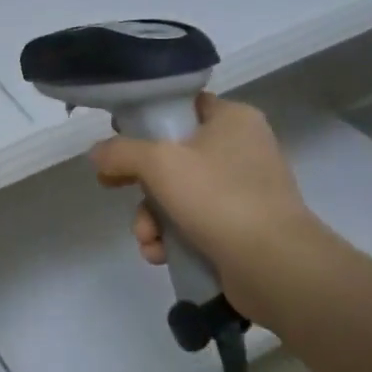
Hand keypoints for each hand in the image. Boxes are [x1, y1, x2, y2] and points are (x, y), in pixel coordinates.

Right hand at [88, 95, 325, 319]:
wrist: (274, 265)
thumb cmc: (218, 197)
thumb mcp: (159, 163)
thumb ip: (121, 151)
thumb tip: (97, 153)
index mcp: (233, 119)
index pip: (183, 106)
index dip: (146, 120)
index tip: (118, 138)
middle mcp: (242, 150)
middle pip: (173, 155)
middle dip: (140, 183)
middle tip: (112, 186)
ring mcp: (244, 191)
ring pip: (178, 194)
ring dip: (151, 218)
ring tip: (147, 238)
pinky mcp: (241, 228)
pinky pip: (194, 223)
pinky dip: (172, 238)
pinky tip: (160, 254)